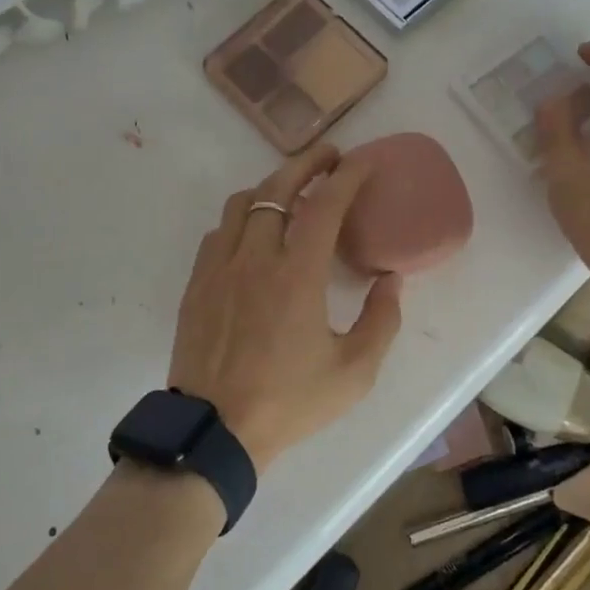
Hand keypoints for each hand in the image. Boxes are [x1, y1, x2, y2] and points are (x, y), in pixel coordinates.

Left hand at [169, 145, 403, 473]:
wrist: (215, 431)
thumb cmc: (289, 402)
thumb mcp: (354, 371)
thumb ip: (381, 320)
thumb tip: (391, 280)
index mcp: (296, 275)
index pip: (324, 205)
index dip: (347, 175)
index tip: (363, 159)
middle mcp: (254, 258)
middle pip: (276, 187)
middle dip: (306, 163)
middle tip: (330, 158)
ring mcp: (219, 268)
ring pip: (242, 203)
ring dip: (270, 187)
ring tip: (292, 193)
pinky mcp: (197, 284)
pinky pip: (219, 232)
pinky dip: (242, 218)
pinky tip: (254, 234)